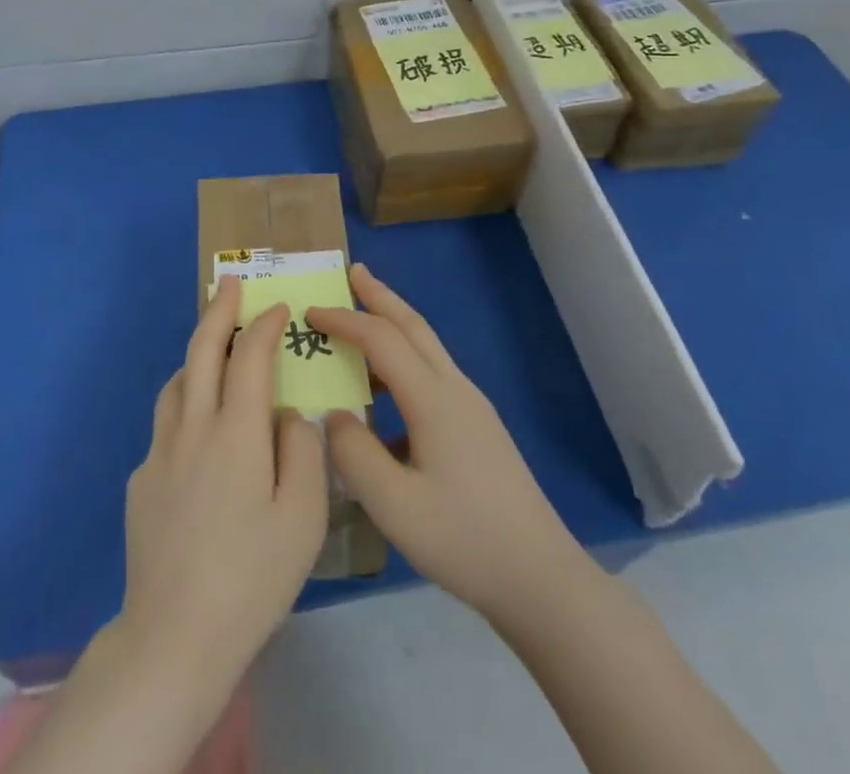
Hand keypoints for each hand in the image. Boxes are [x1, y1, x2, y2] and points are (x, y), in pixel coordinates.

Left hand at [118, 275, 328, 688]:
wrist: (174, 636)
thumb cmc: (252, 578)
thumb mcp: (303, 519)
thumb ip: (303, 453)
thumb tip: (290, 415)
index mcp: (236, 432)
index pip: (249, 357)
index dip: (264, 326)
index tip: (278, 308)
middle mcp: (193, 428)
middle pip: (202, 350)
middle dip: (218, 310)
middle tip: (230, 283)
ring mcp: (160, 452)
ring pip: (177, 383)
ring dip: (197, 355)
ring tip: (215, 351)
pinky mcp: (140, 480)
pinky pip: (166, 425)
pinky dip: (186, 407)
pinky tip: (200, 437)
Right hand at [308, 265, 575, 624]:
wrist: (540, 577)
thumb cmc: (463, 539)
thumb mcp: (393, 505)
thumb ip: (353, 454)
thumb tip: (334, 416)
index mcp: (432, 399)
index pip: (380, 339)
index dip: (343, 320)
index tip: (309, 312)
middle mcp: (454, 389)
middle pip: (413, 325)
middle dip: (380, 296)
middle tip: (353, 271)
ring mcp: (471, 407)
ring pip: (427, 347)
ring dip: (394, 323)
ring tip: (365, 318)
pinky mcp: (478, 428)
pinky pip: (433, 375)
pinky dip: (405, 360)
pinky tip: (386, 397)